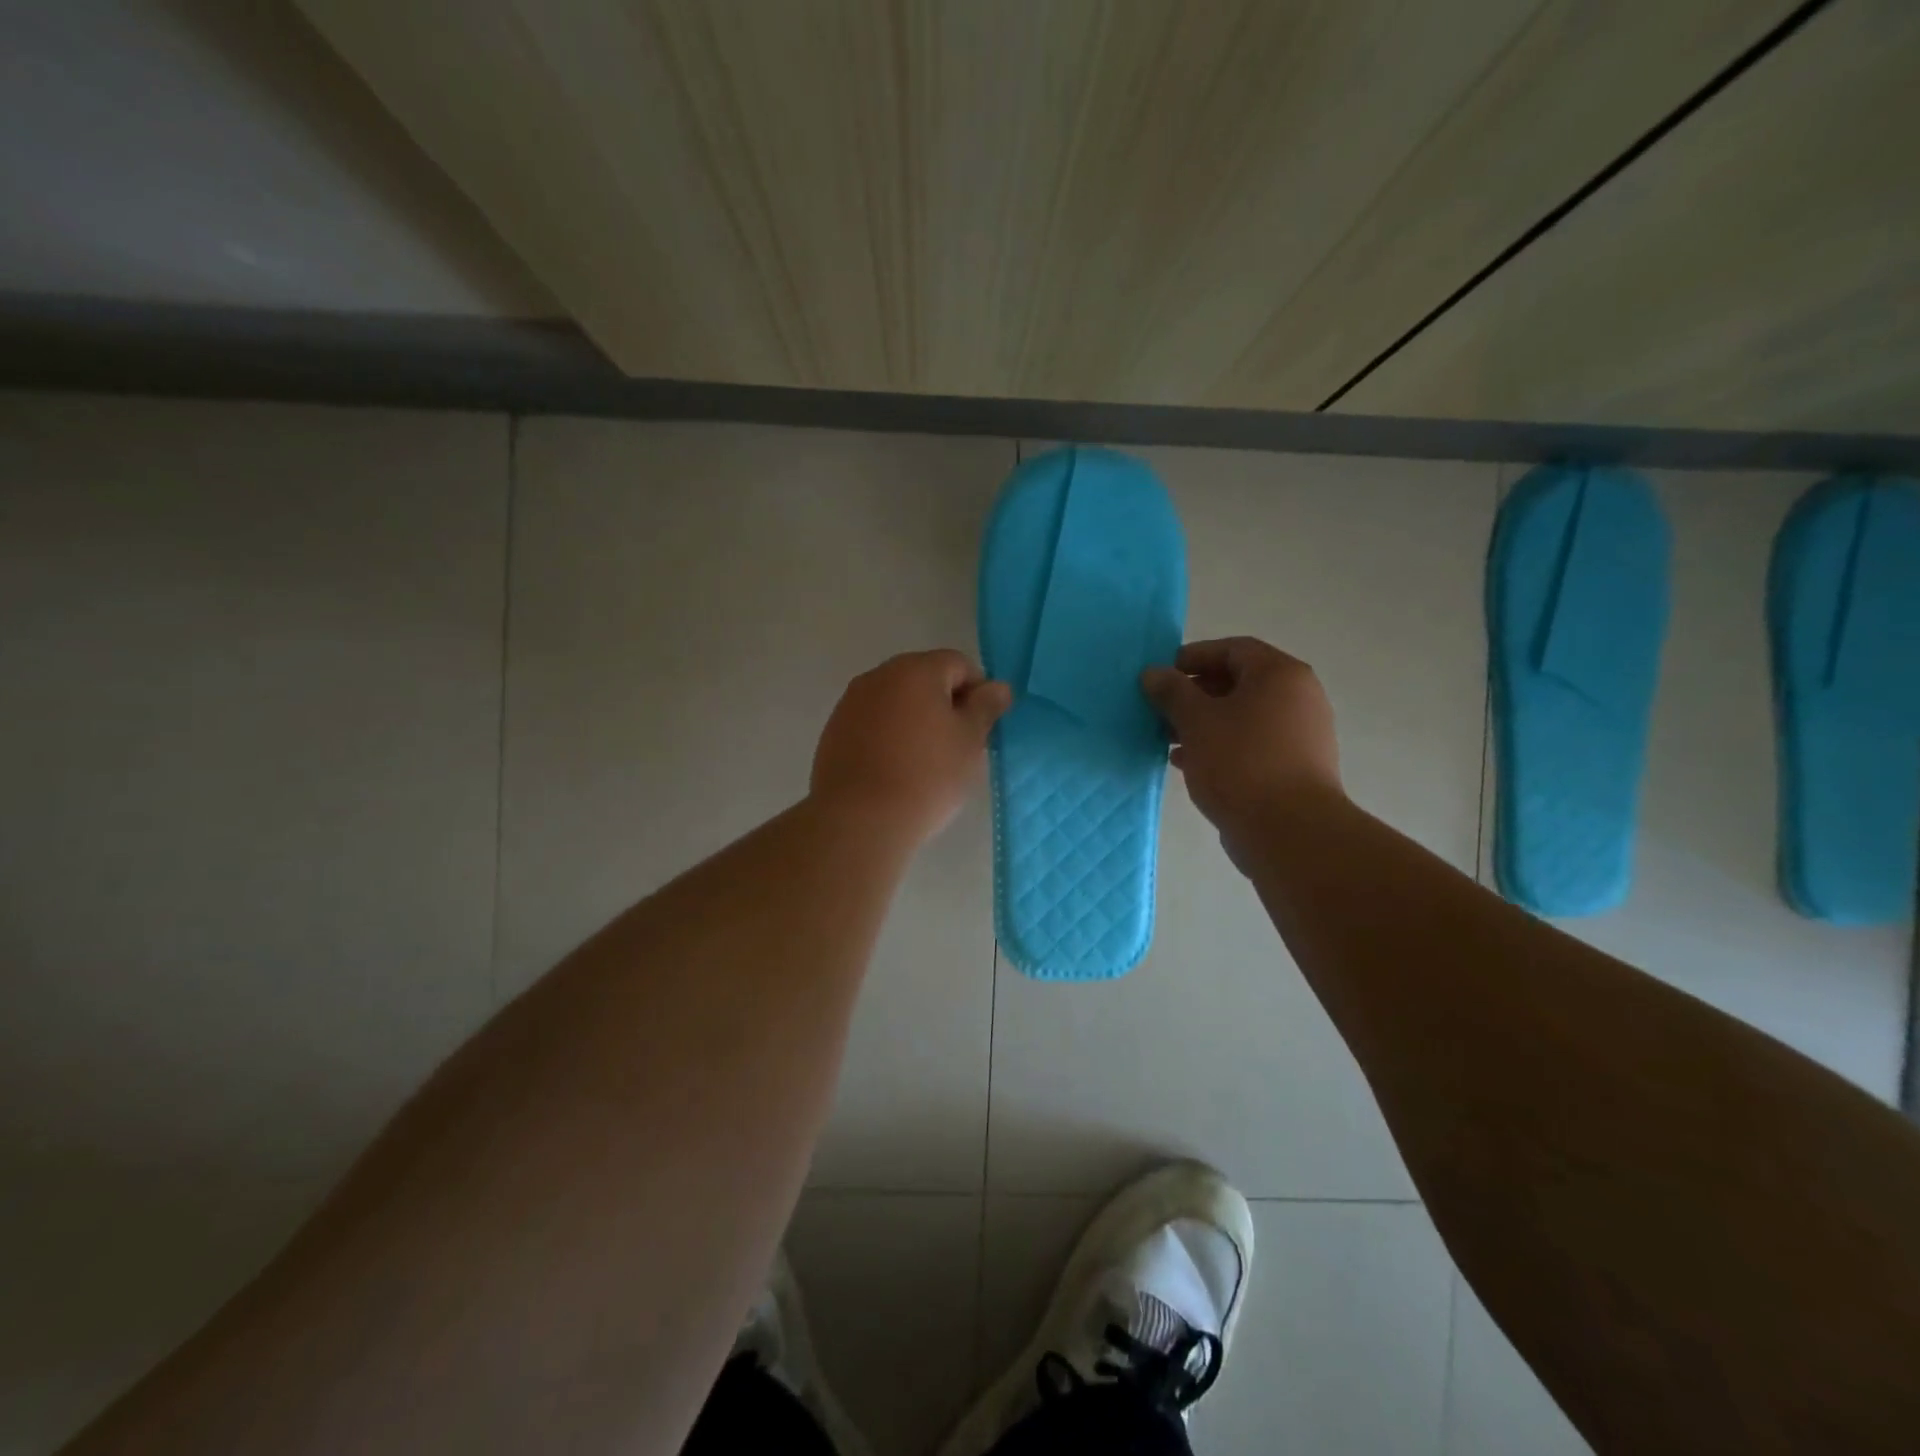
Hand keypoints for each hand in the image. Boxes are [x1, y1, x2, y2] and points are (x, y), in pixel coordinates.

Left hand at [811, 649, 1011, 842]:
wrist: (860, 819)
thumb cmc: (927, 775)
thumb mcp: (970, 741)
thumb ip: (985, 707)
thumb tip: (998, 687)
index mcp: (916, 670)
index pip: (958, 664)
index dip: (978, 691)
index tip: (982, 727)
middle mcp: (878, 676)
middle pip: (923, 678)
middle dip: (945, 703)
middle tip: (958, 745)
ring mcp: (850, 703)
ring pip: (895, 701)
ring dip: (915, 719)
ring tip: (925, 761)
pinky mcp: (833, 731)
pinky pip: (871, 723)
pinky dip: (888, 736)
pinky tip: (894, 769)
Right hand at [1141, 637, 1342, 844]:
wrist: (1290, 831)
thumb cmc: (1241, 763)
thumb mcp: (1196, 721)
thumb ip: (1172, 692)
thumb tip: (1153, 673)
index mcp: (1280, 675)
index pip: (1233, 649)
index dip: (1193, 657)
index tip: (1161, 675)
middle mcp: (1298, 697)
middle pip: (1238, 682)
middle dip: (1194, 694)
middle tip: (1160, 709)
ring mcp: (1300, 734)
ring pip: (1242, 716)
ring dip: (1203, 723)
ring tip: (1167, 739)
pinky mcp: (1294, 767)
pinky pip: (1250, 744)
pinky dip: (1220, 746)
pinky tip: (1187, 763)